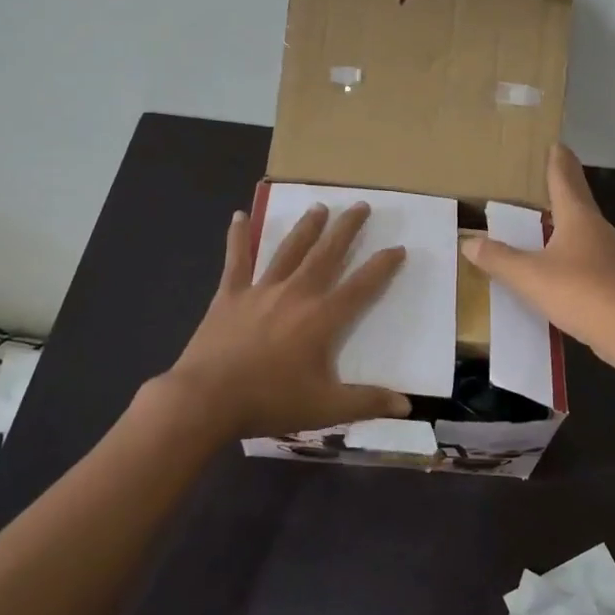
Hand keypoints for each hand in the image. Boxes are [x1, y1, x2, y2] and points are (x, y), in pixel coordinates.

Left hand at [158, 201, 410, 441]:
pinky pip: (237, 259)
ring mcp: (261, 290)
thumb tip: (407, 406)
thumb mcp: (325, 408)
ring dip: (307, 227)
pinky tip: (238, 215)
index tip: (398, 247)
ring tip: (319, 206)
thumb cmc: (269, 402)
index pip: (361, 286)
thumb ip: (367, 402)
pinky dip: (238, 237)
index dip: (382, 266)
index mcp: (322, 318)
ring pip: (289, 250)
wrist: (207, 399)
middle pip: (327, 254)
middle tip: (361, 205)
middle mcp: (296, 294)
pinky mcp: (230, 294)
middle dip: (347, 229)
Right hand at [460, 145, 614, 365]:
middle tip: (552, 169)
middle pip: (579, 197)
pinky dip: (571, 242)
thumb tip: (469, 242)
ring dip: (568, 214)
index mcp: (577, 217)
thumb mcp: (528, 275)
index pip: (564, 180)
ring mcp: (607, 253)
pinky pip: (586, 249)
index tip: (555, 144)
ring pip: (584, 224)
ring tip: (551, 211)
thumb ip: (498, 258)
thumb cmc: (578, 292)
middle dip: (565, 182)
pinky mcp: (611, 277)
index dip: (557, 162)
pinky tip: (561, 256)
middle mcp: (596, 228)